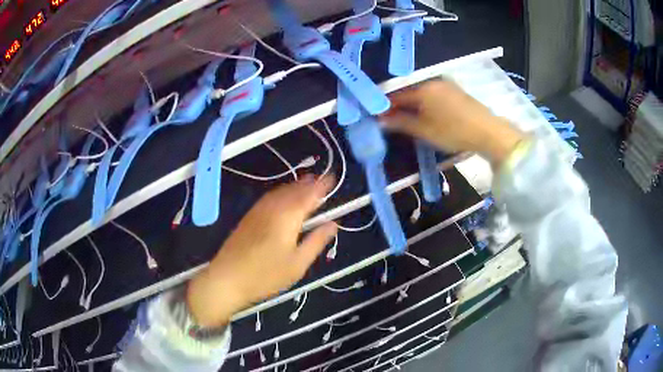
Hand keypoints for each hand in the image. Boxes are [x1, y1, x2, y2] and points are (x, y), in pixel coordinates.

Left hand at [186, 175, 337, 326]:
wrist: (227, 278)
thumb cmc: (266, 275)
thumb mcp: (298, 263)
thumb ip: (316, 240)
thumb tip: (333, 224)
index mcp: (288, 216)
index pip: (309, 194)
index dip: (322, 186)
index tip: (333, 179)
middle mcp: (273, 207)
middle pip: (294, 189)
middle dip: (310, 183)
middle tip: (323, 181)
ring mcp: (259, 210)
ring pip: (281, 191)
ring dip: (296, 186)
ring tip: (308, 185)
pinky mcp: (250, 216)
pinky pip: (271, 197)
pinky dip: (283, 193)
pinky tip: (285, 199)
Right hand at [380, 80, 524, 165]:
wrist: (487, 131)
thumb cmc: (453, 131)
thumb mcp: (424, 130)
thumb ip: (400, 123)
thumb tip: (380, 119)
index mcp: (421, 88)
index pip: (395, 95)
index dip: (384, 106)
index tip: (376, 117)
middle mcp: (431, 81)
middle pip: (407, 91)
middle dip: (397, 105)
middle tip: (390, 120)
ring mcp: (444, 84)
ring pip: (420, 92)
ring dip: (410, 104)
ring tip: (406, 119)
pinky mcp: (454, 90)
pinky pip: (431, 93)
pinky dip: (424, 102)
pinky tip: (424, 113)